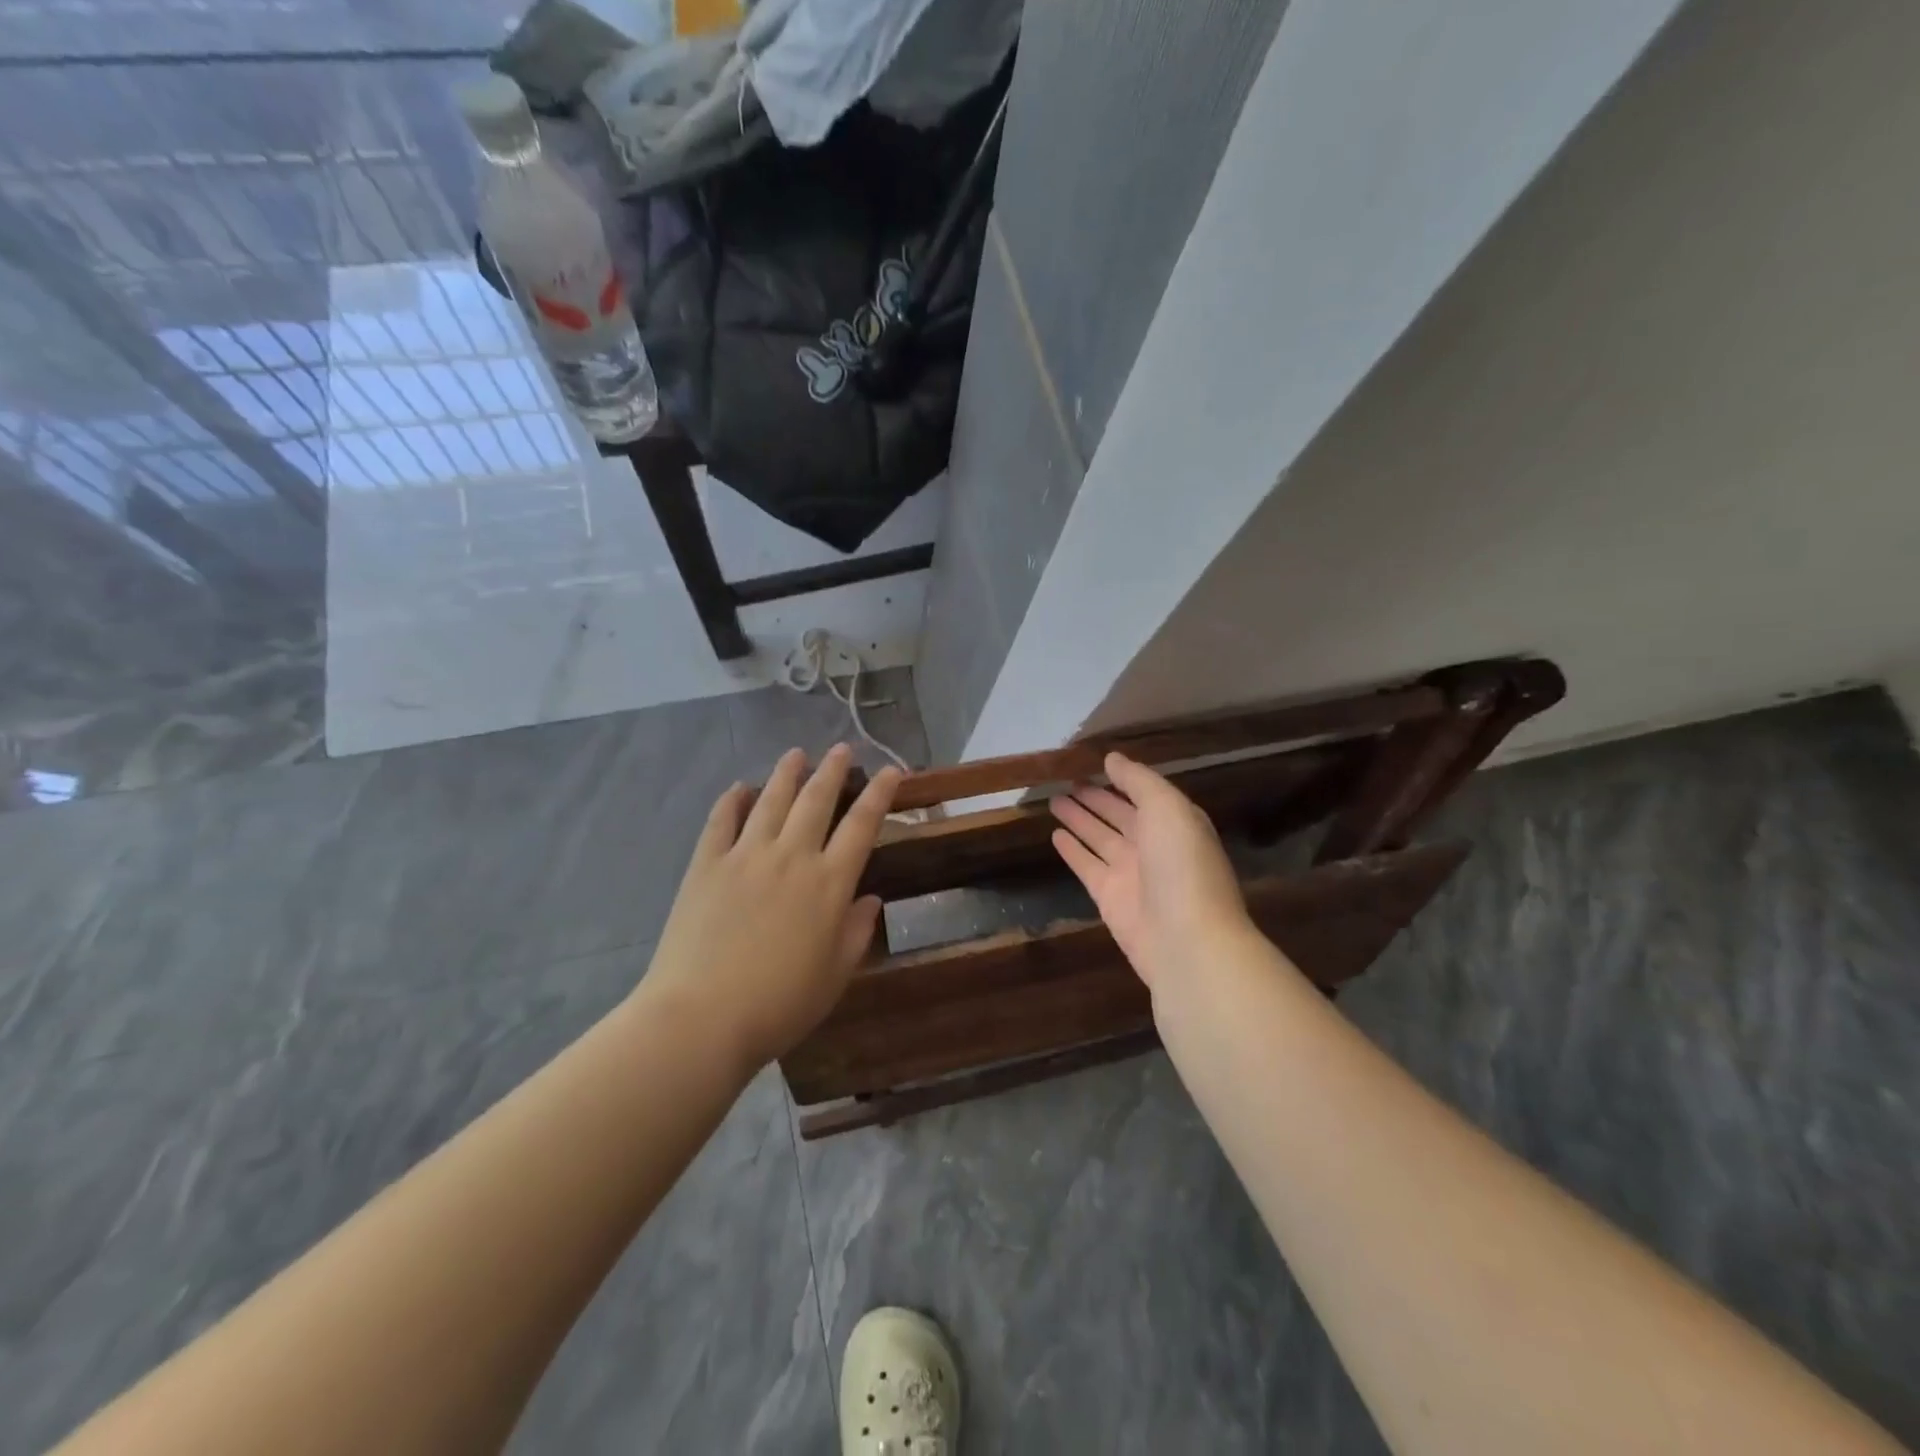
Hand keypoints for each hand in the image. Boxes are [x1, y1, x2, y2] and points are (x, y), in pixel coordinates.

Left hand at [643, 745, 899, 1070]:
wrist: (702, 1017)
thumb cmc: (779, 1005)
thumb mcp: (835, 977)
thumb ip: (856, 933)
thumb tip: (870, 899)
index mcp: (829, 884)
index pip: (862, 826)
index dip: (879, 794)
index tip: (890, 771)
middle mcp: (792, 858)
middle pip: (816, 801)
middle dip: (832, 770)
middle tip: (841, 748)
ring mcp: (745, 856)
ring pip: (771, 801)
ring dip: (787, 773)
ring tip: (796, 754)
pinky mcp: (706, 865)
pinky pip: (720, 821)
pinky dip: (731, 800)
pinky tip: (739, 788)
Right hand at [1050, 752, 1253, 990]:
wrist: (1186, 940)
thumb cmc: (1182, 865)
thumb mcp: (1167, 808)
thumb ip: (1139, 780)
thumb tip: (1112, 758)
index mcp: (1176, 822)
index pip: (1144, 793)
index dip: (1121, 778)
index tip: (1093, 761)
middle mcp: (1154, 846)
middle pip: (1119, 815)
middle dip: (1096, 798)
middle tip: (1066, 780)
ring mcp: (1131, 873)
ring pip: (1099, 837)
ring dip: (1079, 819)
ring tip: (1053, 799)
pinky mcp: (1109, 897)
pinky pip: (1086, 865)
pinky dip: (1072, 850)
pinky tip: (1054, 834)